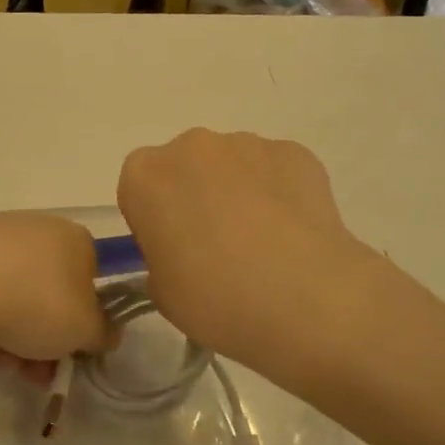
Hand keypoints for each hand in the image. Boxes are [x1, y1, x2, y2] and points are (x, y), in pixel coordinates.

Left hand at [0, 213, 110, 372]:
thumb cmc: (36, 303)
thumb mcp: (84, 330)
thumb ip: (102, 333)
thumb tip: (105, 332)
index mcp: (76, 239)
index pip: (90, 281)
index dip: (83, 324)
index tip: (69, 355)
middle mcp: (40, 228)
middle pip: (50, 294)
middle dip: (44, 340)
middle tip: (33, 374)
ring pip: (16, 296)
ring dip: (14, 337)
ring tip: (0, 362)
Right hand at [118, 130, 387, 368]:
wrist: (306, 300)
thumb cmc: (215, 299)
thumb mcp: (161, 292)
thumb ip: (160, 258)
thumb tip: (183, 251)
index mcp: (144, 176)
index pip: (138, 188)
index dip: (154, 219)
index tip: (173, 251)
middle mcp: (190, 146)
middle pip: (184, 167)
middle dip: (195, 196)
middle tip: (217, 247)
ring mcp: (245, 143)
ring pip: (231, 165)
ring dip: (238, 191)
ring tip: (263, 244)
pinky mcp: (292, 152)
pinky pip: (274, 170)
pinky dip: (279, 193)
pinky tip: (293, 234)